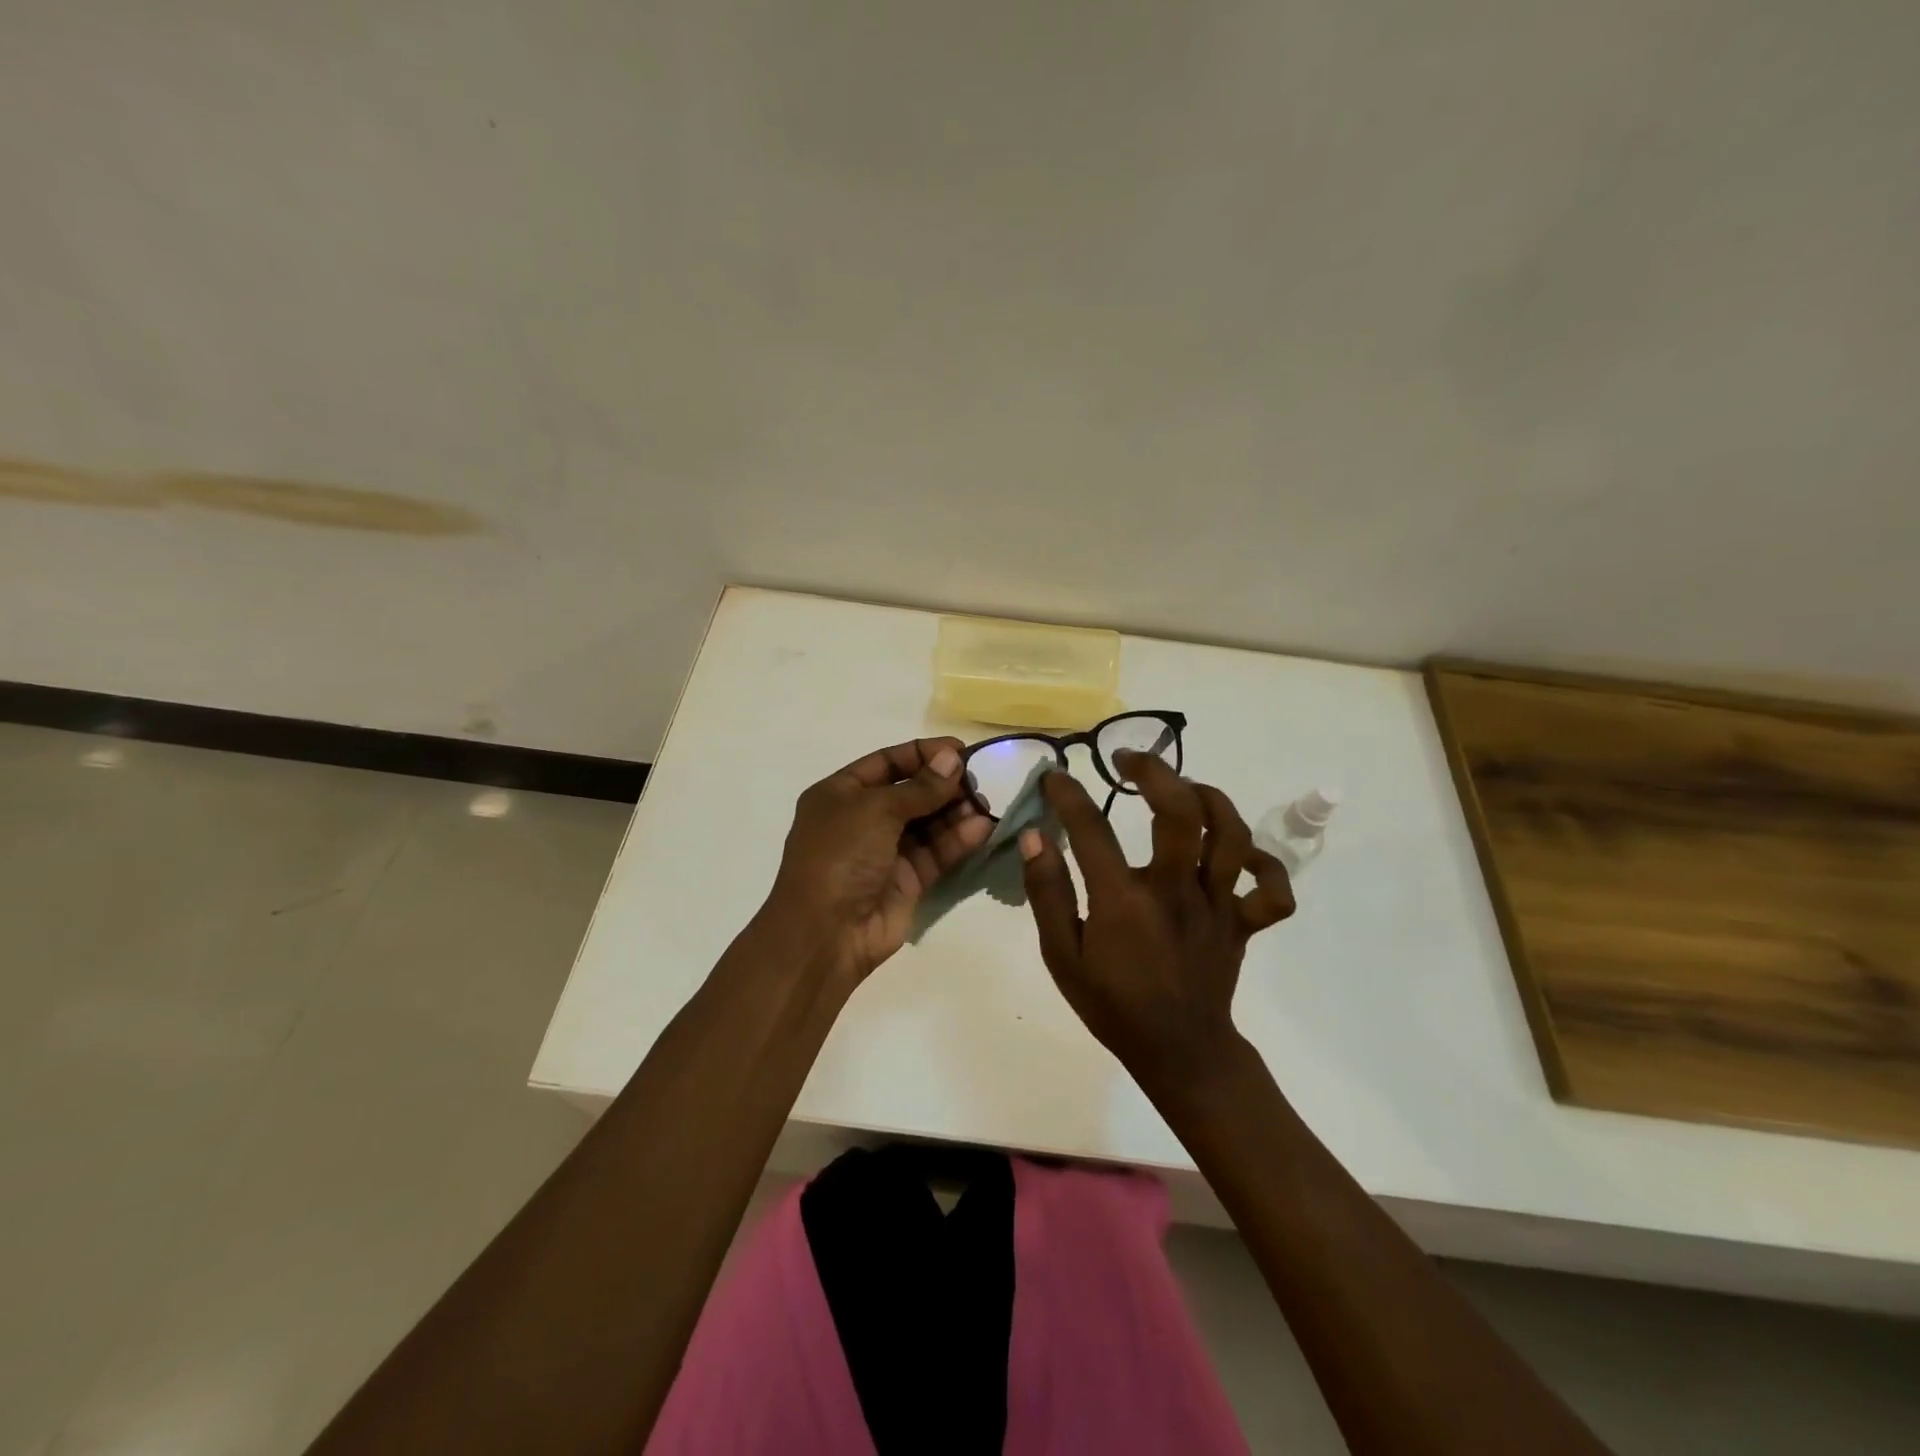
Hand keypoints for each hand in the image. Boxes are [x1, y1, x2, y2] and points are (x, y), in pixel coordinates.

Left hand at [763, 737, 991, 982]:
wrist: (826, 933)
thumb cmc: (840, 856)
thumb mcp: (876, 810)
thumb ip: (919, 787)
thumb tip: (952, 759)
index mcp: (841, 794)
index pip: (886, 762)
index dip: (922, 754)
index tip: (959, 750)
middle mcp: (863, 820)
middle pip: (911, 793)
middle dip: (943, 785)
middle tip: (977, 781)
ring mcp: (886, 852)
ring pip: (928, 823)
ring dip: (955, 812)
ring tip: (983, 805)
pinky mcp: (907, 881)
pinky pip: (936, 853)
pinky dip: (958, 840)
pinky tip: (981, 829)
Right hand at [1019, 751, 1294, 1094]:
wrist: (1179, 1053)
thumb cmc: (1113, 1005)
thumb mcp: (1062, 956)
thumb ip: (1048, 893)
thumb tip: (1037, 837)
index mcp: (1124, 902)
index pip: (1092, 829)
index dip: (1069, 794)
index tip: (1056, 776)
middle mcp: (1176, 892)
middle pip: (1181, 812)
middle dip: (1154, 772)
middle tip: (1128, 761)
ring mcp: (1218, 906)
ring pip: (1231, 835)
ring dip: (1209, 798)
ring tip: (1183, 788)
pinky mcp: (1244, 923)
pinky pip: (1272, 888)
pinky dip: (1262, 862)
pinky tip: (1236, 852)